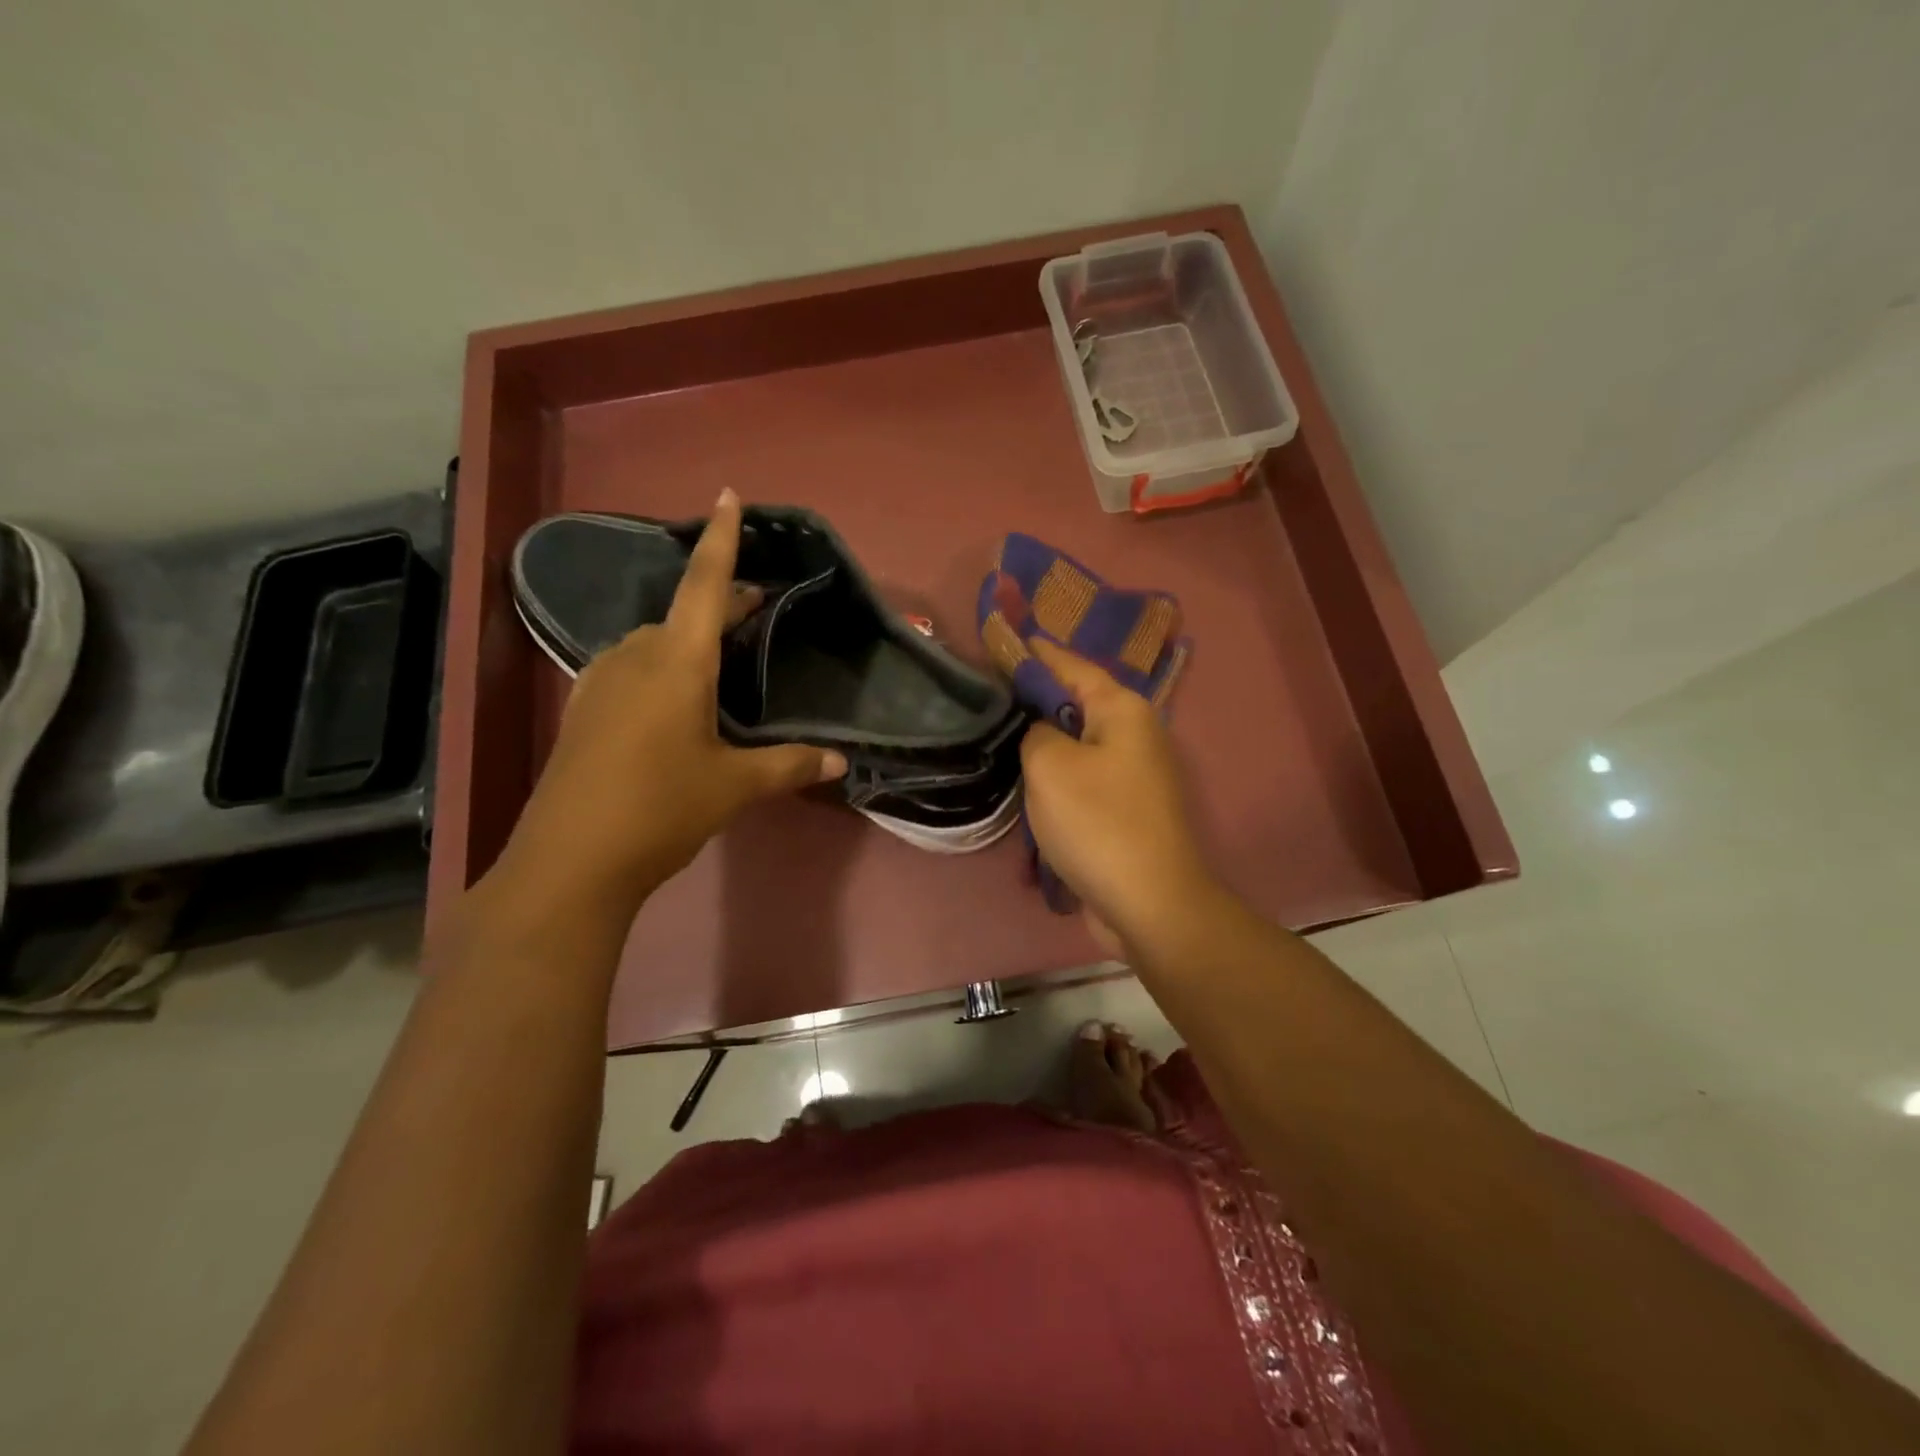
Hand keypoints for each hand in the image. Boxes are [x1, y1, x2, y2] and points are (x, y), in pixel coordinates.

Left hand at [503, 489, 846, 906]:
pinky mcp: (582, 710)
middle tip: (757, 609)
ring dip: (688, 638)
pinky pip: (629, 667)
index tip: (729, 495)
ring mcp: (600, 681)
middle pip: (682, 613)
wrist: (570, 861)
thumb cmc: (661, 808)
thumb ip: (790, 766)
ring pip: (653, 641)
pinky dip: (659, 665)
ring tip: (720, 659)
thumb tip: (842, 763)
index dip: (722, 540)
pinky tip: (672, 699)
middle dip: (721, 604)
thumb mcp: (735, 786)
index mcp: (678, 662)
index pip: (706, 586)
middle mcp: (634, 657)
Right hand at [1018, 638, 1216, 947]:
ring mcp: (1134, 774)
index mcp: (1122, 709)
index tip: (998, 642)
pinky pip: (1083, 779)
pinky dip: (1057, 779)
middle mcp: (1135, 733)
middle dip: (1034, 700)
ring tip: (999, 737)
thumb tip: (1042, 733)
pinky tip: (1027, 786)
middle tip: (987, 697)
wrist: (1150, 904)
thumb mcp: (1049, 765)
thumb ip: (1036, 731)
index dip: (1032, 653)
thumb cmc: (1098, 823)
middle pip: (1075, 703)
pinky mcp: (1127, 809)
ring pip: (1077, 744)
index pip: (1069, 665)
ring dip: (1043, 745)